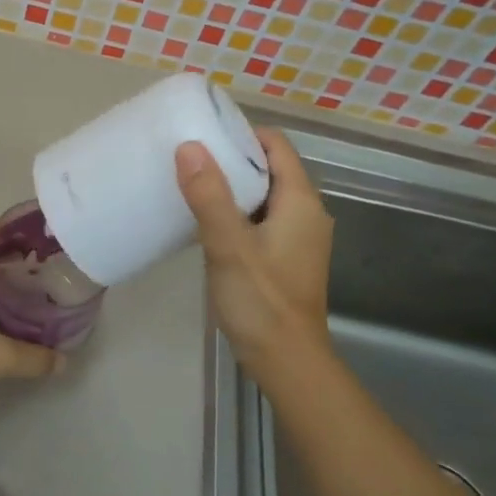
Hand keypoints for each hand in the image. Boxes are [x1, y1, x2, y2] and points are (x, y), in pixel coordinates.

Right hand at [176, 128, 333, 372]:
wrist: (287, 362)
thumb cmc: (262, 301)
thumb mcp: (229, 245)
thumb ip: (209, 196)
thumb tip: (189, 146)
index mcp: (300, 202)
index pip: (276, 146)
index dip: (243, 134)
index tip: (205, 133)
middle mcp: (306, 213)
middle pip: (270, 168)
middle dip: (232, 159)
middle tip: (189, 156)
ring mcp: (298, 237)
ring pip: (263, 195)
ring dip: (232, 187)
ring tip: (191, 182)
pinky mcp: (286, 257)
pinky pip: (260, 219)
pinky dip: (236, 212)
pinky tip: (206, 221)